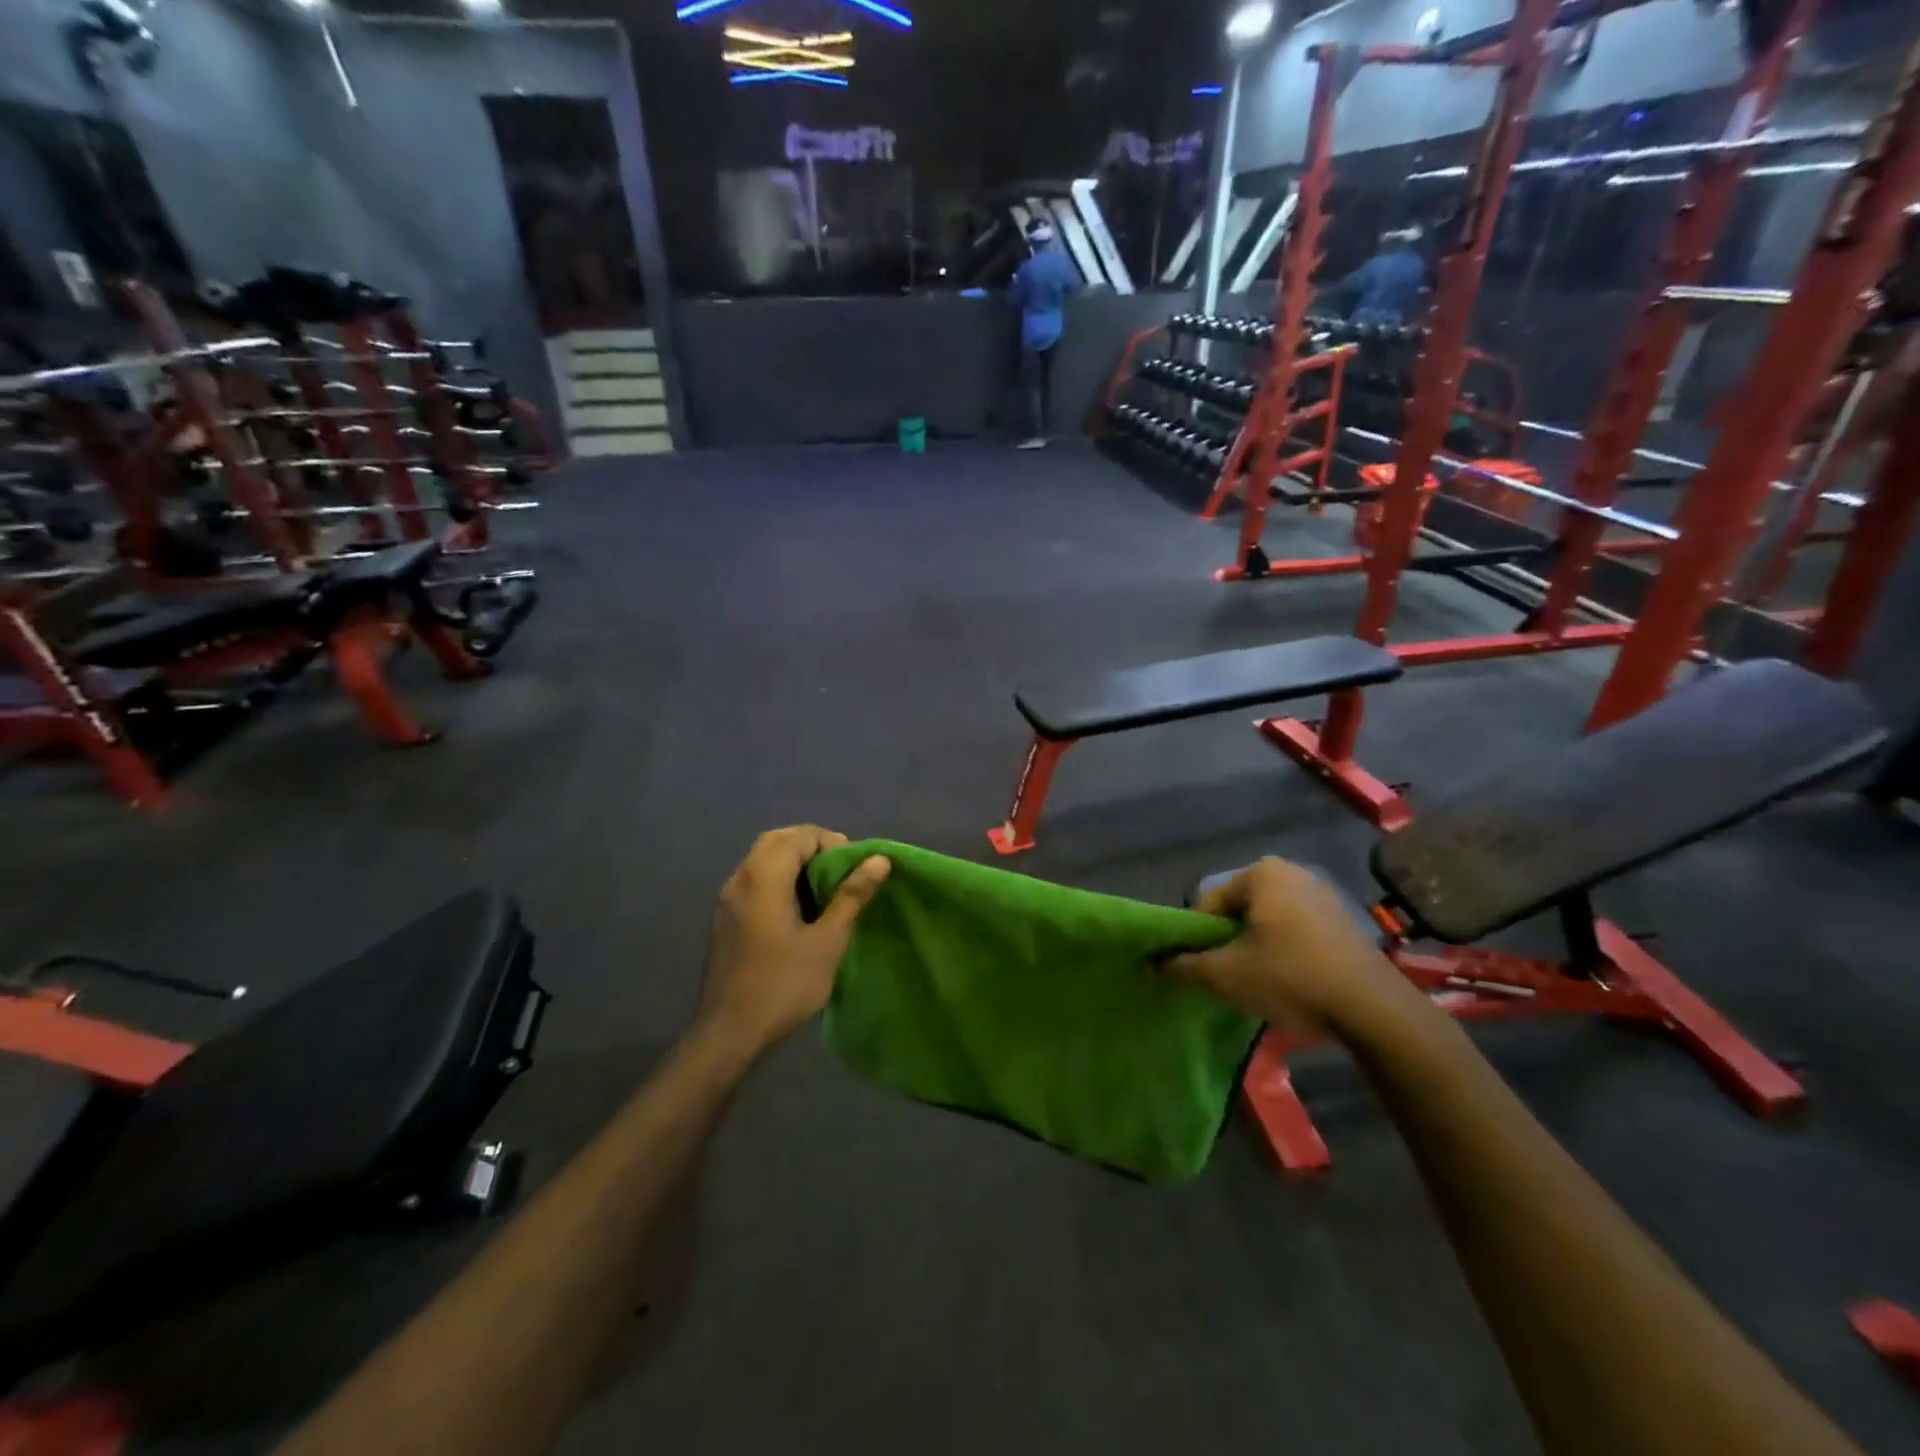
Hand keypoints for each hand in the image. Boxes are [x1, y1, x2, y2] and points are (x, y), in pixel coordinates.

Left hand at [696, 827, 889, 1060]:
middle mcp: (740, 878)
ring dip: (793, 862)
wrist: (730, 1033)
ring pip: (761, 859)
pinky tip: (796, 910)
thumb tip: (879, 859)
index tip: (854, 869)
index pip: (801, 836)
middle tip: (840, 871)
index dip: (832, 843)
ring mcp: (727, 899)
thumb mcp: (828, 940)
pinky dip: (777, 879)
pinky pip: (753, 880)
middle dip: (811, 846)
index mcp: (764, 876)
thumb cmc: (784, 984)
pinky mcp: (724, 919)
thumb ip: (852, 895)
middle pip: (777, 840)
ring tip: (823, 889)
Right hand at [1163, 858, 1420, 1040]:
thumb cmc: (1291, 978)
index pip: (1210, 903)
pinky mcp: (1344, 920)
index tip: (1203, 968)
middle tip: (1230, 976)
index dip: (1200, 937)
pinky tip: (1290, 982)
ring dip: (1256, 948)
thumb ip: (1183, 966)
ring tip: (1258, 982)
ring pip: (1268, 922)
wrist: (1373, 1010)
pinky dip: (1285, 951)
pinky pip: (1297, 930)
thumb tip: (1153, 964)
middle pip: (1239, 910)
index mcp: (1261, 873)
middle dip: (1229, 941)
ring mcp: (1323, 894)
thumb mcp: (1226, 975)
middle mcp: (1292, 872)